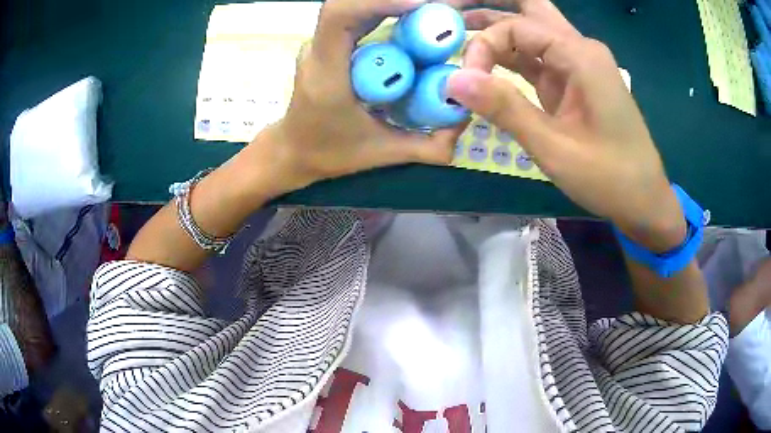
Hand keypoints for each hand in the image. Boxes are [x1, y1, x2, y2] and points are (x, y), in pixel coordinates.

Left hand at [263, 0, 464, 190]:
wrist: (293, 152)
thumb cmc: (331, 153)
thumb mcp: (384, 153)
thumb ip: (429, 145)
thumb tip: (465, 118)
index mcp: (326, 74)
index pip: (340, 17)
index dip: (378, 1)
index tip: (420, 6)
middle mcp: (318, 51)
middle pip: (347, 4)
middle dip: (392, 1)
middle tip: (433, 10)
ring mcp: (319, 44)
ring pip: (351, 7)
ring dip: (388, 4)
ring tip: (425, 14)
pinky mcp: (326, 44)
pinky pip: (354, 17)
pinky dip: (382, 11)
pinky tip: (408, 20)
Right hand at [445, 1, 685, 251]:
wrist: (643, 199)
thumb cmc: (608, 177)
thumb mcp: (554, 147)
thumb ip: (505, 108)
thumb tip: (452, 80)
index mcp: (580, 56)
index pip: (517, 27)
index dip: (483, 46)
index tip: (465, 82)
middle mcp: (580, 49)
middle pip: (529, 11)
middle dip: (491, 11)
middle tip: (454, 15)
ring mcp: (578, 65)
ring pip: (532, 31)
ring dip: (498, 31)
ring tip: (459, 31)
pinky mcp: (575, 82)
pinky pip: (538, 58)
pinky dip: (511, 58)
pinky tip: (488, 62)